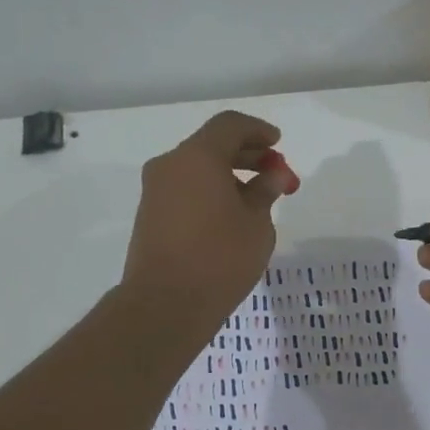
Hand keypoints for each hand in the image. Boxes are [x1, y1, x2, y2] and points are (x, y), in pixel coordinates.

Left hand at [120, 111, 298, 338]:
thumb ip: (265, 192)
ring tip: (257, 200)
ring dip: (228, 176)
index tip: (279, 145)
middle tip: (275, 174)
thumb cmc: (220, 258)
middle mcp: (170, 165)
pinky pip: (185, 190)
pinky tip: (231, 216)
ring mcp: (155, 191)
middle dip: (247, 155)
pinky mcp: (150, 216)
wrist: (165, 304)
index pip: (230, 125)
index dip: (259, 131)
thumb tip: (271, 176)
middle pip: (212, 145)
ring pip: (197, 169)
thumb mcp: (257, 224)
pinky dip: (210, 192)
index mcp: (198, 157)